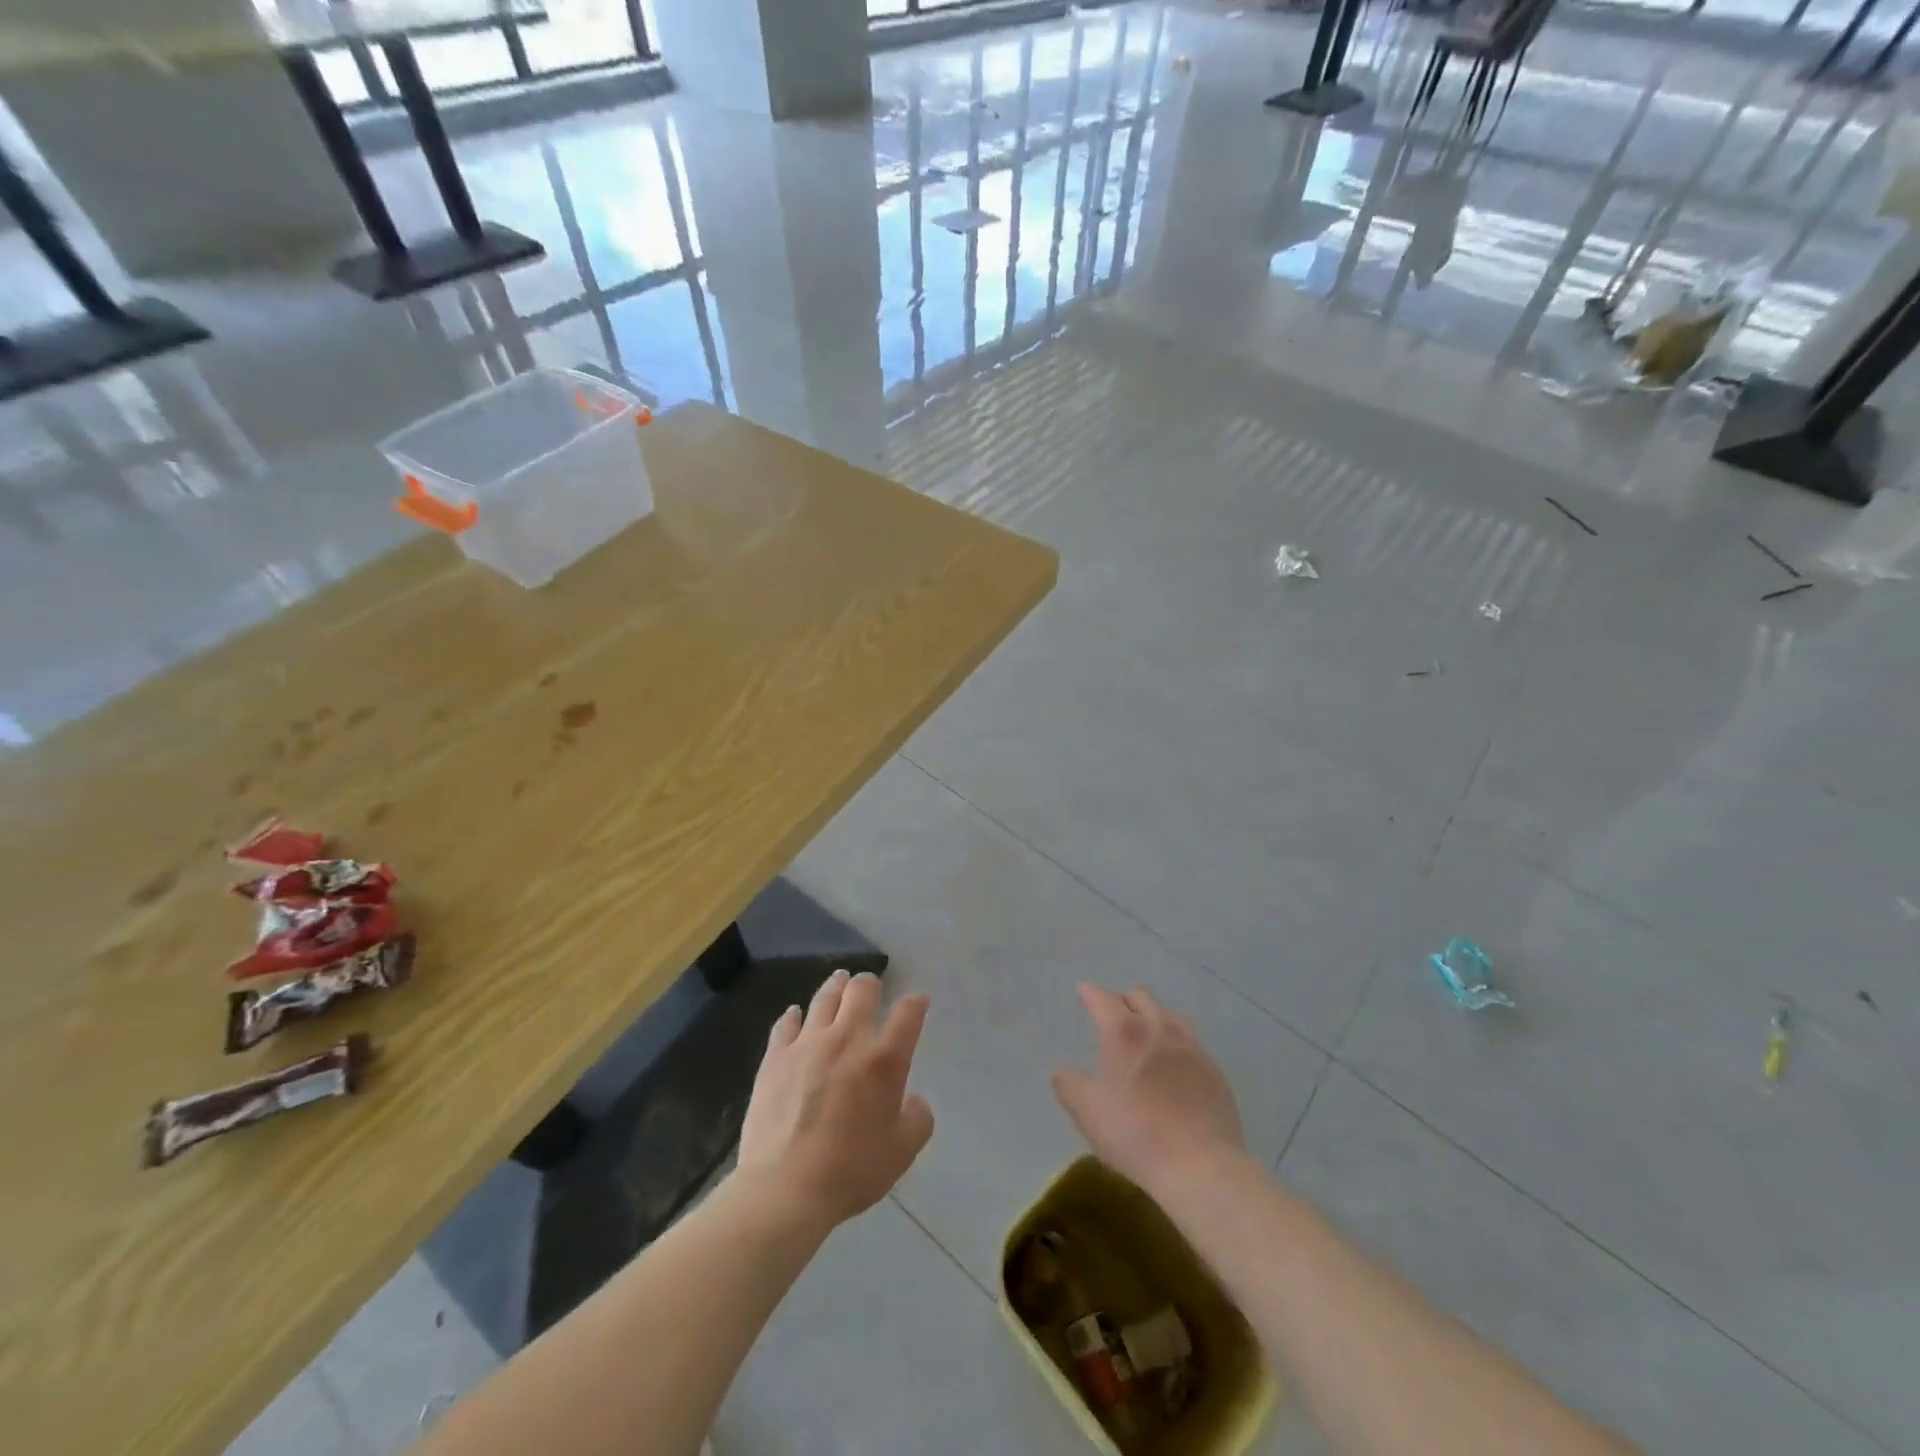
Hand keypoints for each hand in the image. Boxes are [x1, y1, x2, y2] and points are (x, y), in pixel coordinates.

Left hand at [737, 969, 934, 1231]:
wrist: (785, 1189)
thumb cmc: (851, 1171)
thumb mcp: (902, 1153)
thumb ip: (917, 1119)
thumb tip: (914, 1100)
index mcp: (884, 1059)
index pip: (908, 1013)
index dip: (916, 1002)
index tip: (917, 1002)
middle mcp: (848, 1038)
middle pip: (862, 990)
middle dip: (871, 983)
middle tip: (871, 987)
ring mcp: (808, 1043)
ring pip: (824, 997)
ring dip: (836, 986)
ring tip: (839, 981)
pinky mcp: (776, 1057)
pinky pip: (786, 1023)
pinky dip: (794, 1015)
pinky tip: (795, 1014)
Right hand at [1052, 983, 1245, 1190]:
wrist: (1200, 1166)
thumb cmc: (1135, 1134)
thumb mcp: (1087, 1112)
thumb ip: (1069, 1085)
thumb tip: (1062, 1072)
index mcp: (1125, 1032)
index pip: (1103, 998)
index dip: (1090, 993)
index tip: (1083, 993)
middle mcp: (1159, 1028)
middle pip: (1140, 997)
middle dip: (1123, 1001)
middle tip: (1113, 1018)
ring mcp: (1192, 1048)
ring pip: (1169, 1015)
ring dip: (1153, 1017)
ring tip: (1146, 1037)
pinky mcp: (1214, 1070)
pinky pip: (1191, 1043)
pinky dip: (1176, 1044)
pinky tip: (1174, 1067)